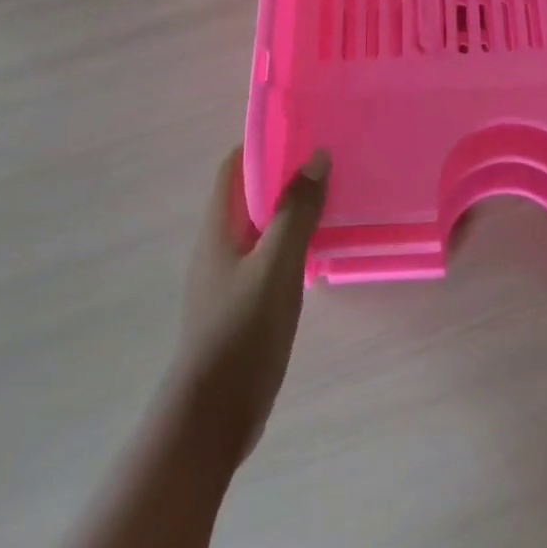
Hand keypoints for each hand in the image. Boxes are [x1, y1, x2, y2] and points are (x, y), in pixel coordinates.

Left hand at [168, 146, 329, 465]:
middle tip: (329, 159)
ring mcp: (229, 276)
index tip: (303, 128)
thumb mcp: (276, 266)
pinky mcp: (242, 302)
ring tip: (333, 195)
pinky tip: (321, 248)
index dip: (264, 143)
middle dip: (284, 173)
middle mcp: (218, 245)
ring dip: (290, 208)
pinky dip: (292, 241)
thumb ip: (295, 211)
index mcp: (217, 227)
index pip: (235, 166)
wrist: (212, 419)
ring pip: (261, 225)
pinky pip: (269, 255)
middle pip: (249, 193)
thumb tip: (316, 156)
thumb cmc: (241, 332)